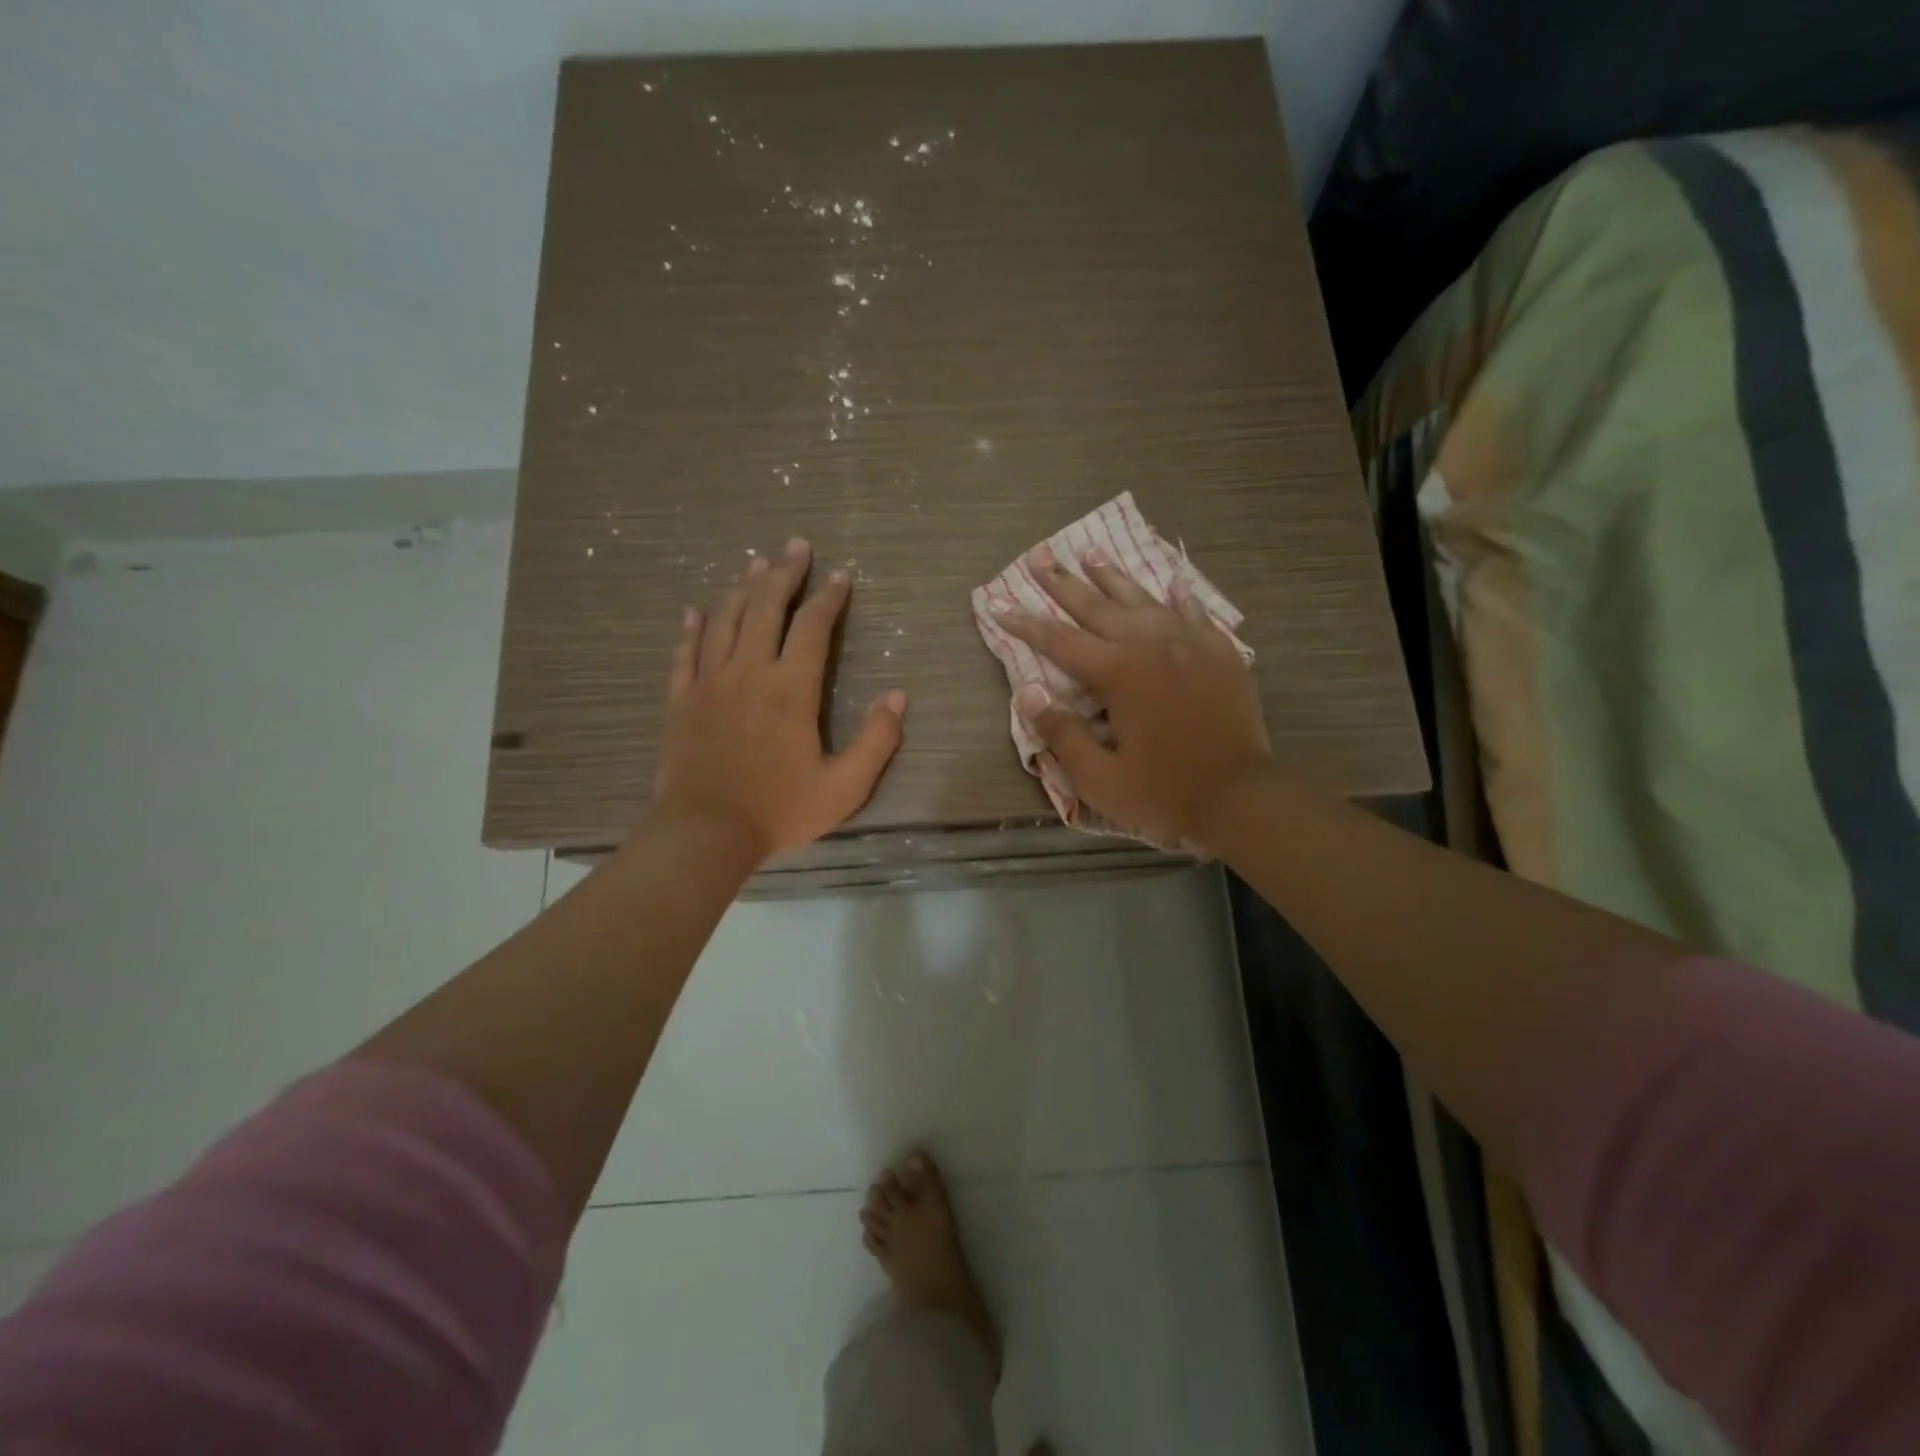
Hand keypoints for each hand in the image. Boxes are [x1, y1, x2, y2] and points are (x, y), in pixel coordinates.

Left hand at [654, 538, 905, 862]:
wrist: (705, 834)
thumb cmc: (779, 811)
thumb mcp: (844, 787)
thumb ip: (876, 741)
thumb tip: (897, 697)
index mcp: (791, 688)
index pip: (813, 626)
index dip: (829, 597)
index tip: (841, 575)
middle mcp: (749, 671)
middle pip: (765, 608)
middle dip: (784, 574)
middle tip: (795, 545)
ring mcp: (709, 683)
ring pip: (725, 620)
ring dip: (742, 589)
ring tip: (754, 564)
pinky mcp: (681, 700)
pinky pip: (686, 652)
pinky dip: (693, 628)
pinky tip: (696, 611)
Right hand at [995, 543, 1271, 849]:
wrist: (1241, 798)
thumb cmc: (1164, 793)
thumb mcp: (1099, 778)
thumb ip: (1061, 733)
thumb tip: (1029, 693)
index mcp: (1119, 673)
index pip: (1059, 641)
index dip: (1024, 623)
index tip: (997, 603)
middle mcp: (1152, 645)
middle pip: (1098, 607)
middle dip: (1063, 583)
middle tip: (1039, 556)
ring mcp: (1191, 644)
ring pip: (1144, 600)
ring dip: (1114, 577)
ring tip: (1091, 552)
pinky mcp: (1221, 654)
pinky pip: (1195, 613)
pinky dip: (1179, 597)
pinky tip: (1171, 583)